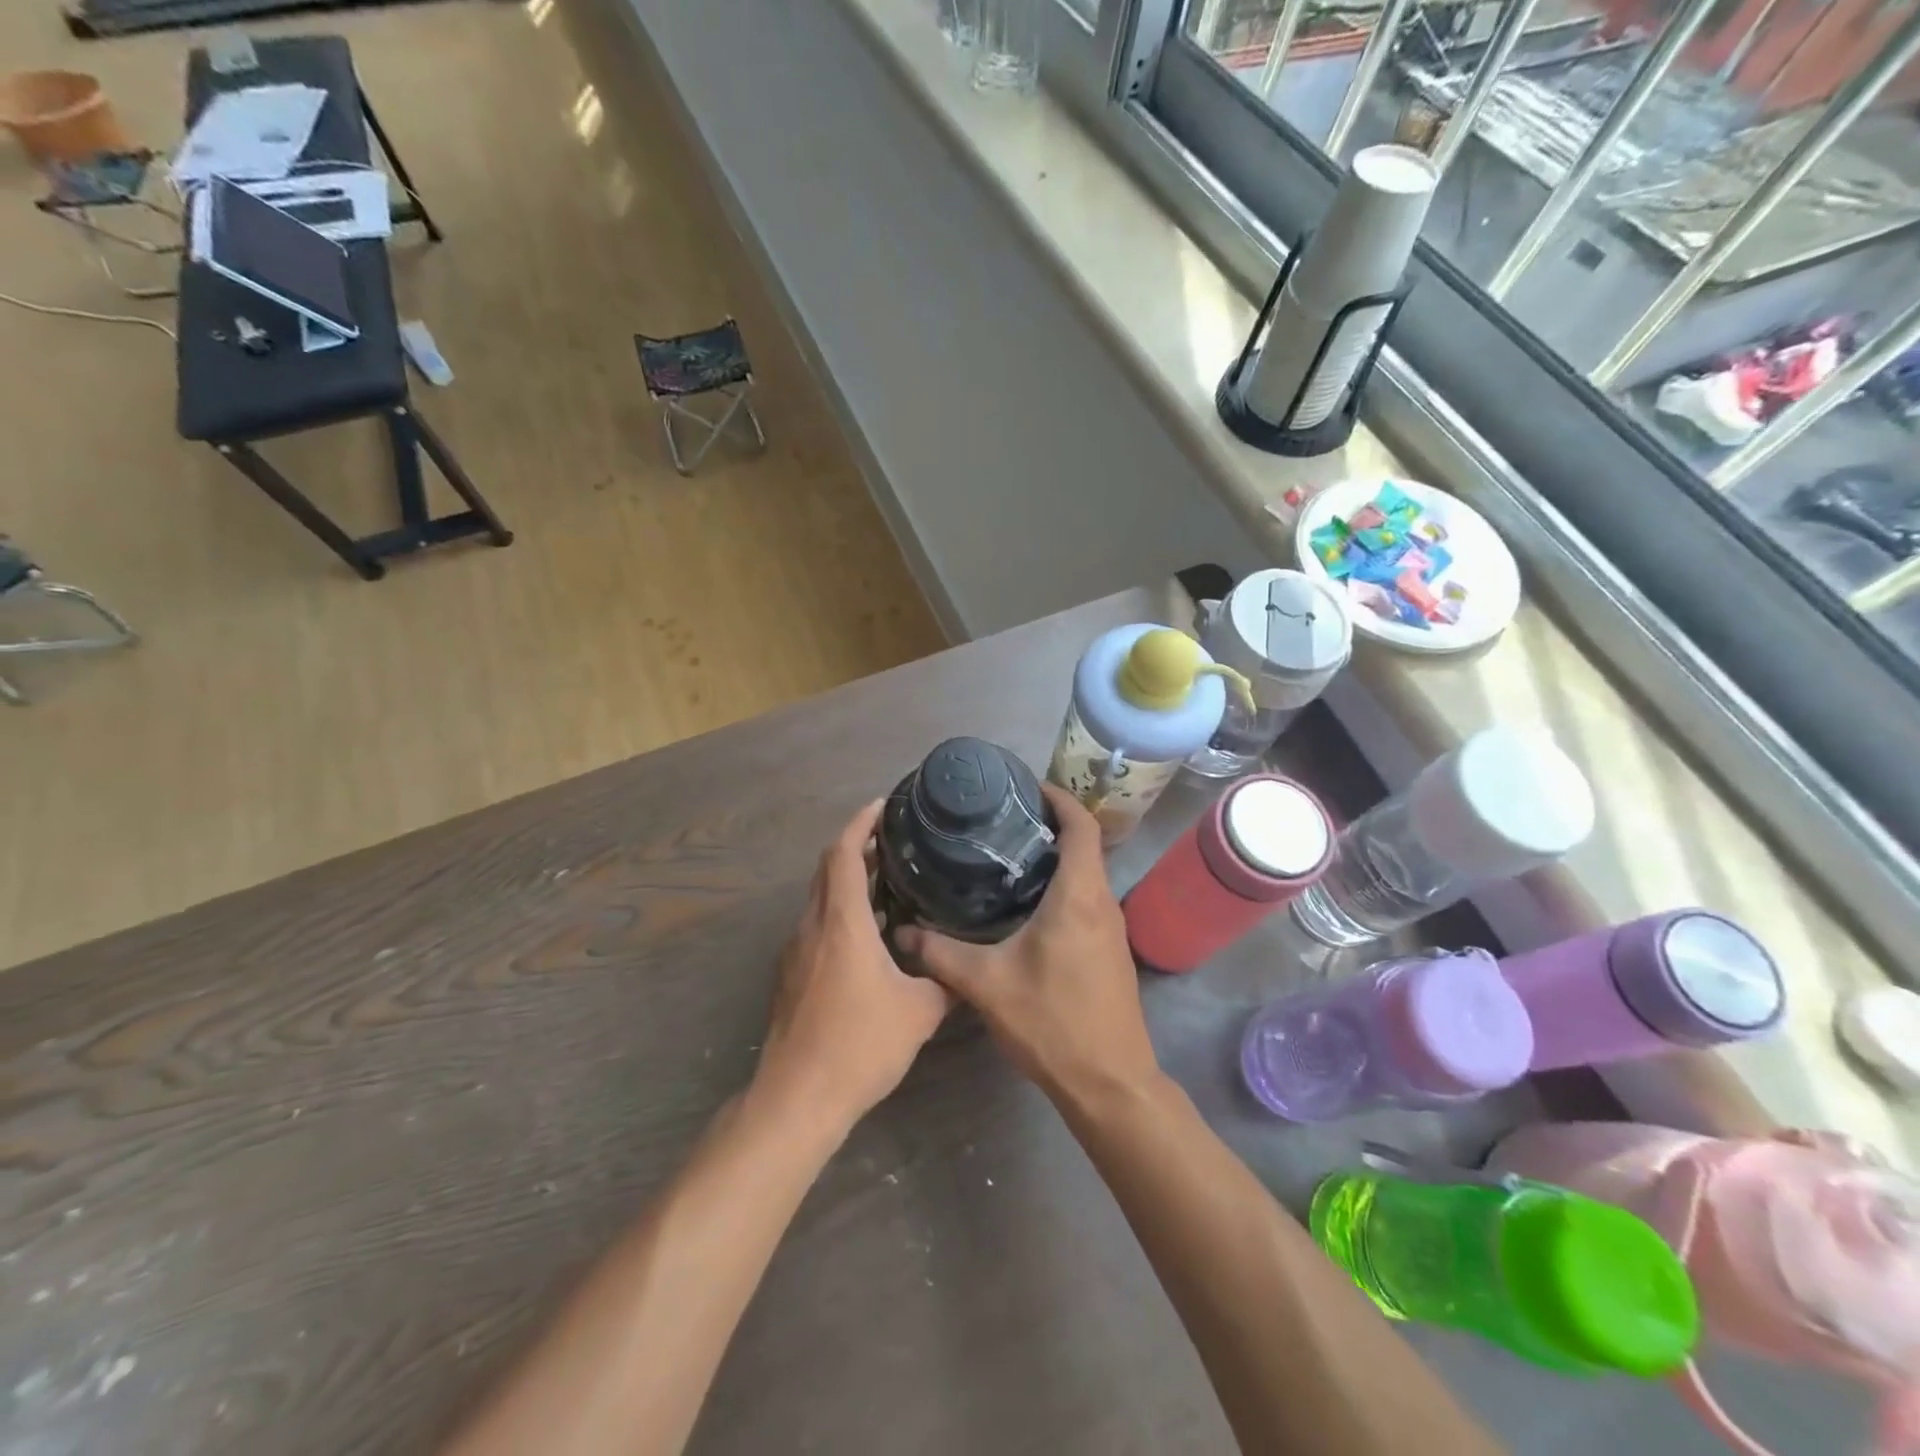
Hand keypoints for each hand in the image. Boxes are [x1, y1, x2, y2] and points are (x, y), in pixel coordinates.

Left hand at [753, 800, 953, 1136]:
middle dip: (855, 847)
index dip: (860, 823)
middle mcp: (812, 927)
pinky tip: (868, 937)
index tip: (882, 805)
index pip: (842, 853)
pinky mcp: (789, 976)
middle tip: (893, 841)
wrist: (797, 1098)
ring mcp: (795, 952)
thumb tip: (965, 964)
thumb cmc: (859, 1045)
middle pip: (826, 869)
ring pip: (819, 898)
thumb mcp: (919, 1011)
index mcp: (841, 923)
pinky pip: (815, 926)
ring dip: (847, 882)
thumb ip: (945, 980)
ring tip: (887, 884)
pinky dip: (839, 913)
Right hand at [893, 784, 1159, 1104]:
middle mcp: (1102, 902)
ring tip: (1007, 857)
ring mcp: (1111, 928)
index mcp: (1078, 895)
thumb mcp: (986, 984)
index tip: (1027, 787)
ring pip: (1086, 875)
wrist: (1110, 1082)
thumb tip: (902, 931)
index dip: (1059, 799)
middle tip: (1001, 821)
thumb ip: (941, 953)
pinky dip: (1062, 888)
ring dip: (1056, 859)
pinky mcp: (1110, 951)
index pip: (1082, 826)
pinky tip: (1026, 907)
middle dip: (1049, 826)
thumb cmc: (1052, 1022)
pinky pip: (1087, 901)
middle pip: (1084, 846)